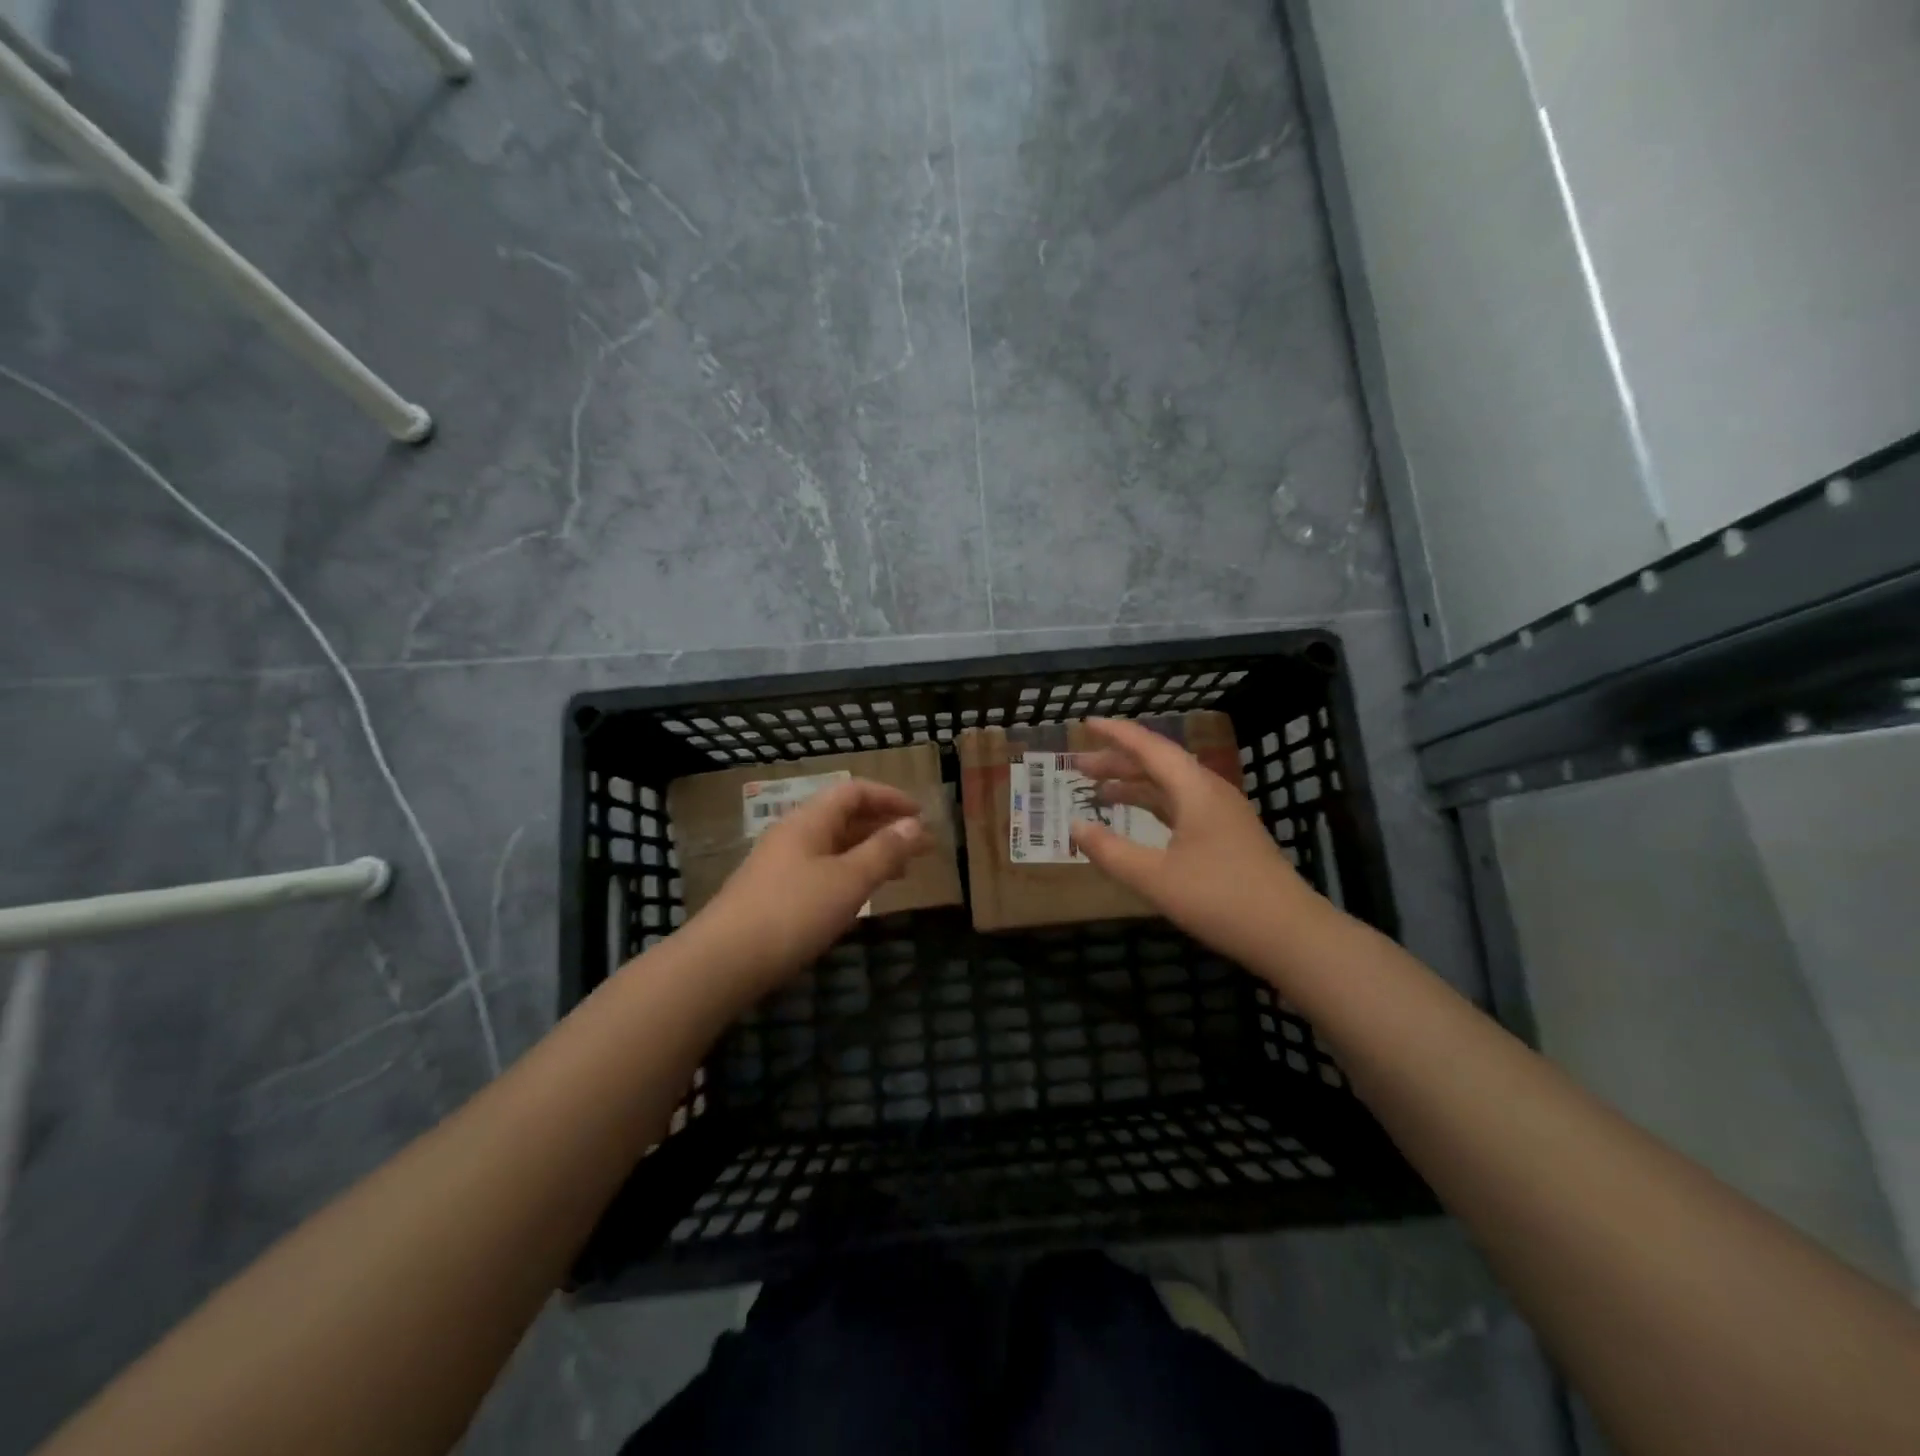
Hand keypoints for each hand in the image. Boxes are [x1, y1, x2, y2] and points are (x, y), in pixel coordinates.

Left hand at [688, 779, 929, 1001]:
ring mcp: (780, 865)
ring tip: (901, 872)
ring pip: (834, 846)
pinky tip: (861, 896)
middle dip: (885, 827)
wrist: (723, 962)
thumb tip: (915, 824)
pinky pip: (822, 870)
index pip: (854, 791)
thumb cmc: (792, 913)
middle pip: (844, 817)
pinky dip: (850, 874)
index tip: (922, 815)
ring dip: (870, 852)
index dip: (890, 798)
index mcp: (809, 820)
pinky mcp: (774, 894)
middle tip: (920, 847)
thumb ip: (884, 851)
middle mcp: (793, 834)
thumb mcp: (848, 880)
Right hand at [1070, 717, 1322, 964]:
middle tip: (1078, 765)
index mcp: (1194, 789)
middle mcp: (1209, 792)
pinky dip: (1153, 805)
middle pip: (1158, 764)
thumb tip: (1075, 826)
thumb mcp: (1155, 878)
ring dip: (1135, 784)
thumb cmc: (1220, 899)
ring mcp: (1222, 814)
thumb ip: (1111, 851)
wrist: (1291, 934)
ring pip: (1171, 786)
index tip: (1086, 723)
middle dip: (1118, 761)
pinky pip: (1182, 806)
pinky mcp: (1228, 836)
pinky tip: (1138, 819)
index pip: (1149, 747)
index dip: (1115, 734)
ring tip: (1099, 790)